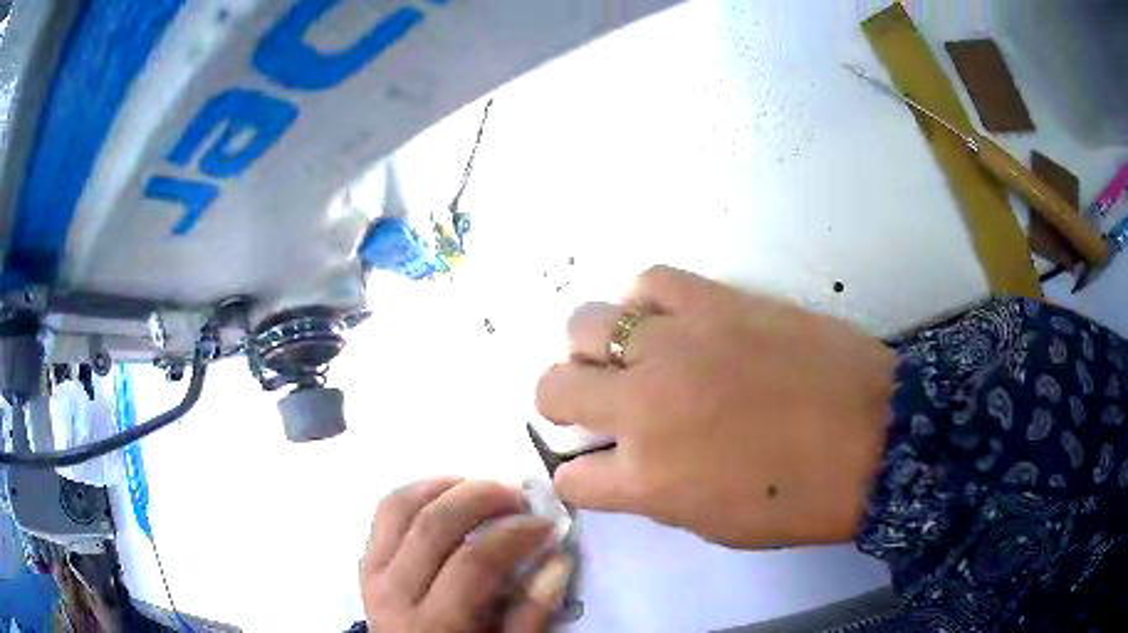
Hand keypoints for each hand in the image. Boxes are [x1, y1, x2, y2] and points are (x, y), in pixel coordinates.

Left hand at [359, 479, 571, 632]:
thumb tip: (556, 561)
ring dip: (445, 487)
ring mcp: (373, 573)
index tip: (545, 526)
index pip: (472, 563)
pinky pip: (385, 512)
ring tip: (484, 489)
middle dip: (482, 498)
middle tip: (518, 497)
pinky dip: (417, 492)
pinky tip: (447, 494)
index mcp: (432, 625)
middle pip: (433, 525)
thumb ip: (530, 615)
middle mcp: (394, 593)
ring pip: (401, 507)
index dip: (514, 536)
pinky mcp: (366, 561)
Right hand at [536, 266, 894, 548]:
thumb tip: (630, 467)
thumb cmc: (801, 499)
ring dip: (592, 348)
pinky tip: (664, 319)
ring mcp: (676, 346)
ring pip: (586, 325)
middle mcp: (643, 407)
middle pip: (553, 389)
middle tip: (592, 405)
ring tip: (626, 357)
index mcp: (646, 479)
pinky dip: (644, 301)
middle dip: (560, 402)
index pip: (572, 477)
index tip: (594, 468)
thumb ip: (656, 495)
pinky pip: (650, 282)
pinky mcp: (715, 302)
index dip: (578, 476)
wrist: (875, 438)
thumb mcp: (716, 524)